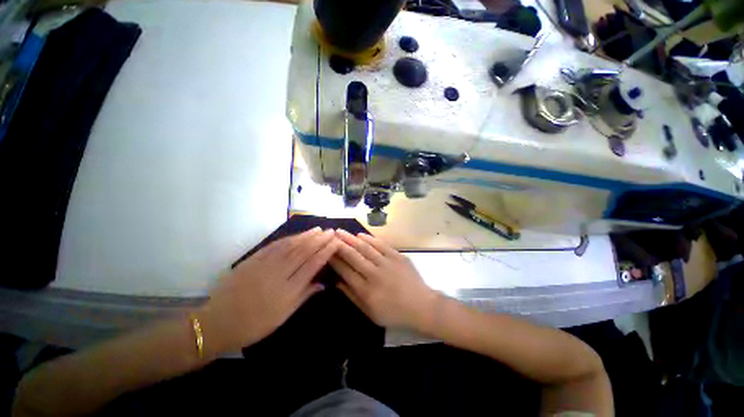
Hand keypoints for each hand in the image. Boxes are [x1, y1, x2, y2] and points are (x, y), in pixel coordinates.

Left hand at [199, 228, 338, 355]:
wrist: (218, 323)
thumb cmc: (254, 324)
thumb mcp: (283, 316)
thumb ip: (304, 296)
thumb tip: (323, 284)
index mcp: (289, 289)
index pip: (312, 264)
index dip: (325, 251)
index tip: (335, 242)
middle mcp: (279, 273)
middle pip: (303, 252)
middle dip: (319, 240)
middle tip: (330, 231)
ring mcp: (265, 264)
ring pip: (290, 246)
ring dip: (306, 236)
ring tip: (318, 229)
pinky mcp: (253, 260)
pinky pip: (274, 246)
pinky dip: (288, 239)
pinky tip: (296, 235)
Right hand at [329, 229, 438, 329]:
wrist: (422, 306)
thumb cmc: (395, 313)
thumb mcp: (371, 313)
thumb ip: (352, 297)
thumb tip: (336, 283)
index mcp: (367, 291)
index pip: (346, 271)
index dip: (335, 260)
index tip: (326, 251)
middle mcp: (375, 274)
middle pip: (354, 256)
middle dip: (340, 245)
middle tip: (330, 236)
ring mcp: (387, 263)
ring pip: (366, 248)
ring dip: (351, 239)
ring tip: (341, 232)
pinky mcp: (398, 257)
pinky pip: (381, 245)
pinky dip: (370, 239)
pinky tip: (360, 235)